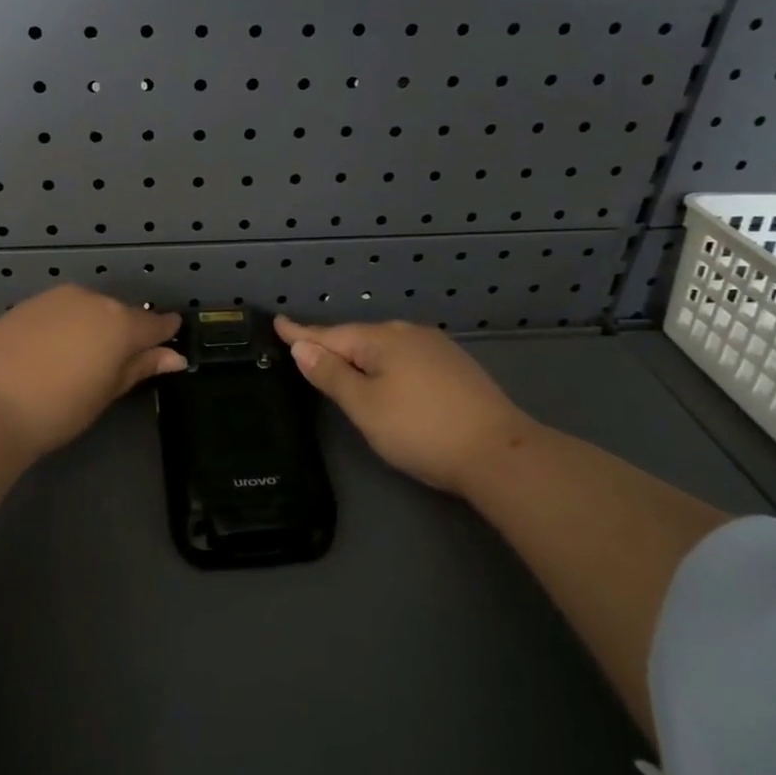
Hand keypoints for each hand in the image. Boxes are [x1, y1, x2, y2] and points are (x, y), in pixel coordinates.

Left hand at [0, 286, 184, 458]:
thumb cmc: (57, 410)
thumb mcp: (106, 393)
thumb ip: (140, 368)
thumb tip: (173, 357)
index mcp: (120, 323)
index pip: (155, 324)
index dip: (164, 334)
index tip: (168, 344)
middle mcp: (92, 300)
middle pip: (119, 313)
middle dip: (123, 334)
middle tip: (115, 366)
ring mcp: (56, 298)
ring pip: (87, 309)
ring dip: (92, 328)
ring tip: (80, 362)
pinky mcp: (26, 303)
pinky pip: (59, 311)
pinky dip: (64, 326)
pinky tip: (51, 353)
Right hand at [274, 316, 537, 494]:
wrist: (498, 453)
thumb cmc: (420, 430)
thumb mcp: (365, 406)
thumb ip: (331, 374)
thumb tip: (302, 346)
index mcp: (383, 340)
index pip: (330, 334)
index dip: (301, 333)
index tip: (278, 322)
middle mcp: (410, 334)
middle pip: (358, 338)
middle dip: (331, 345)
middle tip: (304, 353)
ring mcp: (437, 348)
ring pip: (385, 348)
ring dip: (359, 357)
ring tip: (339, 368)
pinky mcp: (455, 367)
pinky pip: (405, 358)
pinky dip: (385, 366)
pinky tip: (385, 379)